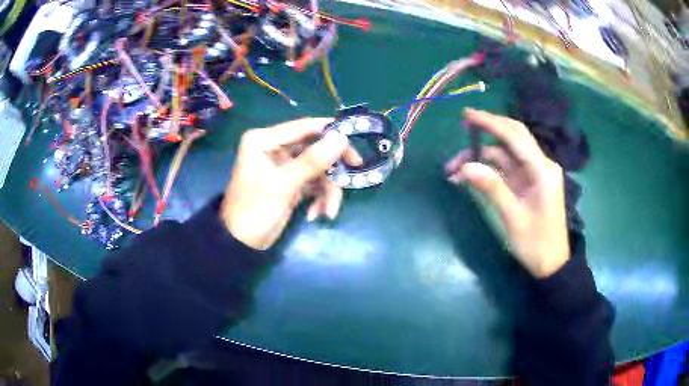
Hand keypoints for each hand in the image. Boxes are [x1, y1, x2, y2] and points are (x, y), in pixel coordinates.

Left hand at [221, 118, 360, 250]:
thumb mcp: (283, 185)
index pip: (304, 127)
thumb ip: (312, 161)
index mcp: (264, 140)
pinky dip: (319, 198)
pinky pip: (314, 183)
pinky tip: (316, 214)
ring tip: (329, 211)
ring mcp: (285, 166)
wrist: (242, 244)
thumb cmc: (254, 210)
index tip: (354, 142)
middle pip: (315, 147)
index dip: (331, 132)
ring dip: (327, 189)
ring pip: (318, 168)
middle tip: (353, 174)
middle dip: (332, 167)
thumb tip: (342, 138)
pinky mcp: (291, 183)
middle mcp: (275, 148)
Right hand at [444, 109, 569, 277]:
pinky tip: (469, 177)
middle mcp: (540, 165)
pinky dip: (487, 170)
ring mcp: (533, 174)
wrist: (552, 264)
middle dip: (486, 132)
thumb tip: (466, 167)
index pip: (515, 137)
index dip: (491, 123)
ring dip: (480, 158)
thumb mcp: (513, 218)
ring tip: (454, 171)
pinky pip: (505, 168)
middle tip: (462, 129)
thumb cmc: (537, 244)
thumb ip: (492, 188)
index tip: (467, 115)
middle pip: (512, 138)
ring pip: (504, 154)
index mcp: (542, 170)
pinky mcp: (527, 183)